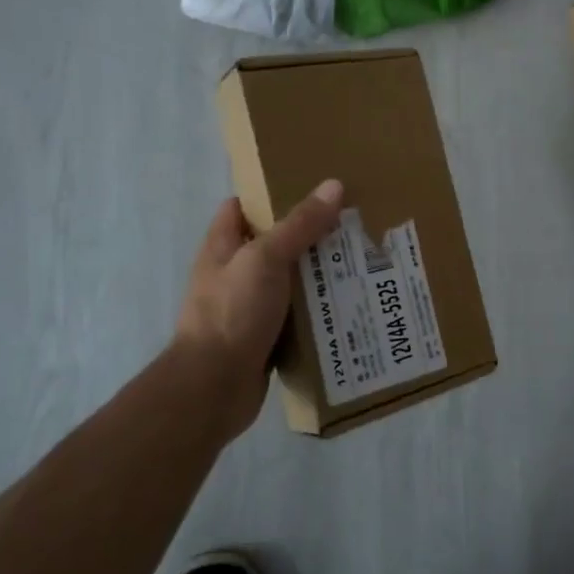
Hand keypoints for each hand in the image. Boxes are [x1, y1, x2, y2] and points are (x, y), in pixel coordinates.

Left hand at [170, 180, 344, 443]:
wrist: (213, 388)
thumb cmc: (232, 312)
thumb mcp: (265, 258)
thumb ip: (299, 224)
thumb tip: (334, 185)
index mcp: (222, 247)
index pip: (241, 208)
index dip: (270, 195)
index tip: (311, 189)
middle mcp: (233, 275)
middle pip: (273, 245)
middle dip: (308, 236)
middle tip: (350, 225)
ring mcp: (248, 309)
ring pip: (289, 282)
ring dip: (318, 276)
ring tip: (360, 262)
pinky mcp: (264, 338)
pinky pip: (296, 316)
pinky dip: (318, 311)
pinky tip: (349, 304)